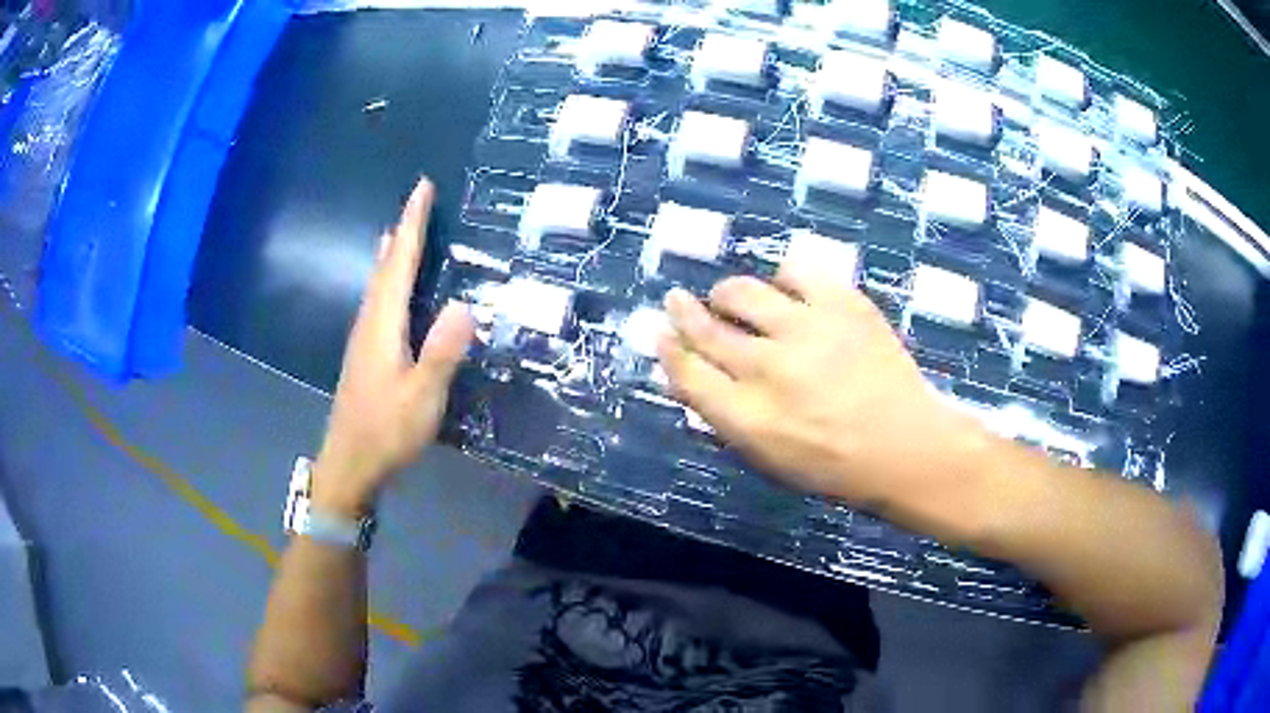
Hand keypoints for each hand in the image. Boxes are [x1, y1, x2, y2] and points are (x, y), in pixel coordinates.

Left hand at [313, 178, 474, 516]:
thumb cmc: (386, 431)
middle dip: (403, 230)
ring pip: (378, 283)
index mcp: (383, 325)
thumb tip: (466, 305)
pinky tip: (390, 288)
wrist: (349, 464)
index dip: (412, 224)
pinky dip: (387, 280)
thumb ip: (442, 353)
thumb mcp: (422, 397)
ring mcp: (363, 339)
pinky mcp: (364, 354)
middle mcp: (369, 322)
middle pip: (385, 266)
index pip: (399, 263)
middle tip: (417, 201)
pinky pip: (377, 301)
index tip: (422, 188)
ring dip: (392, 253)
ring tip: (401, 231)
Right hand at [658, 262, 987, 519]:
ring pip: (741, 292)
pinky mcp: (840, 303)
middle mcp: (768, 368)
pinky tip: (786, 291)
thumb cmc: (835, 466)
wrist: (906, 446)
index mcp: (747, 417)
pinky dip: (782, 278)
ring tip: (730, 298)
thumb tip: (692, 376)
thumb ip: (726, 417)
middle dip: (683, 312)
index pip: (687, 372)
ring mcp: (805, 329)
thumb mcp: (769, 459)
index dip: (669, 349)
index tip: (662, 334)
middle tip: (678, 300)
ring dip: (726, 294)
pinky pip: (794, 271)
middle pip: (705, 329)